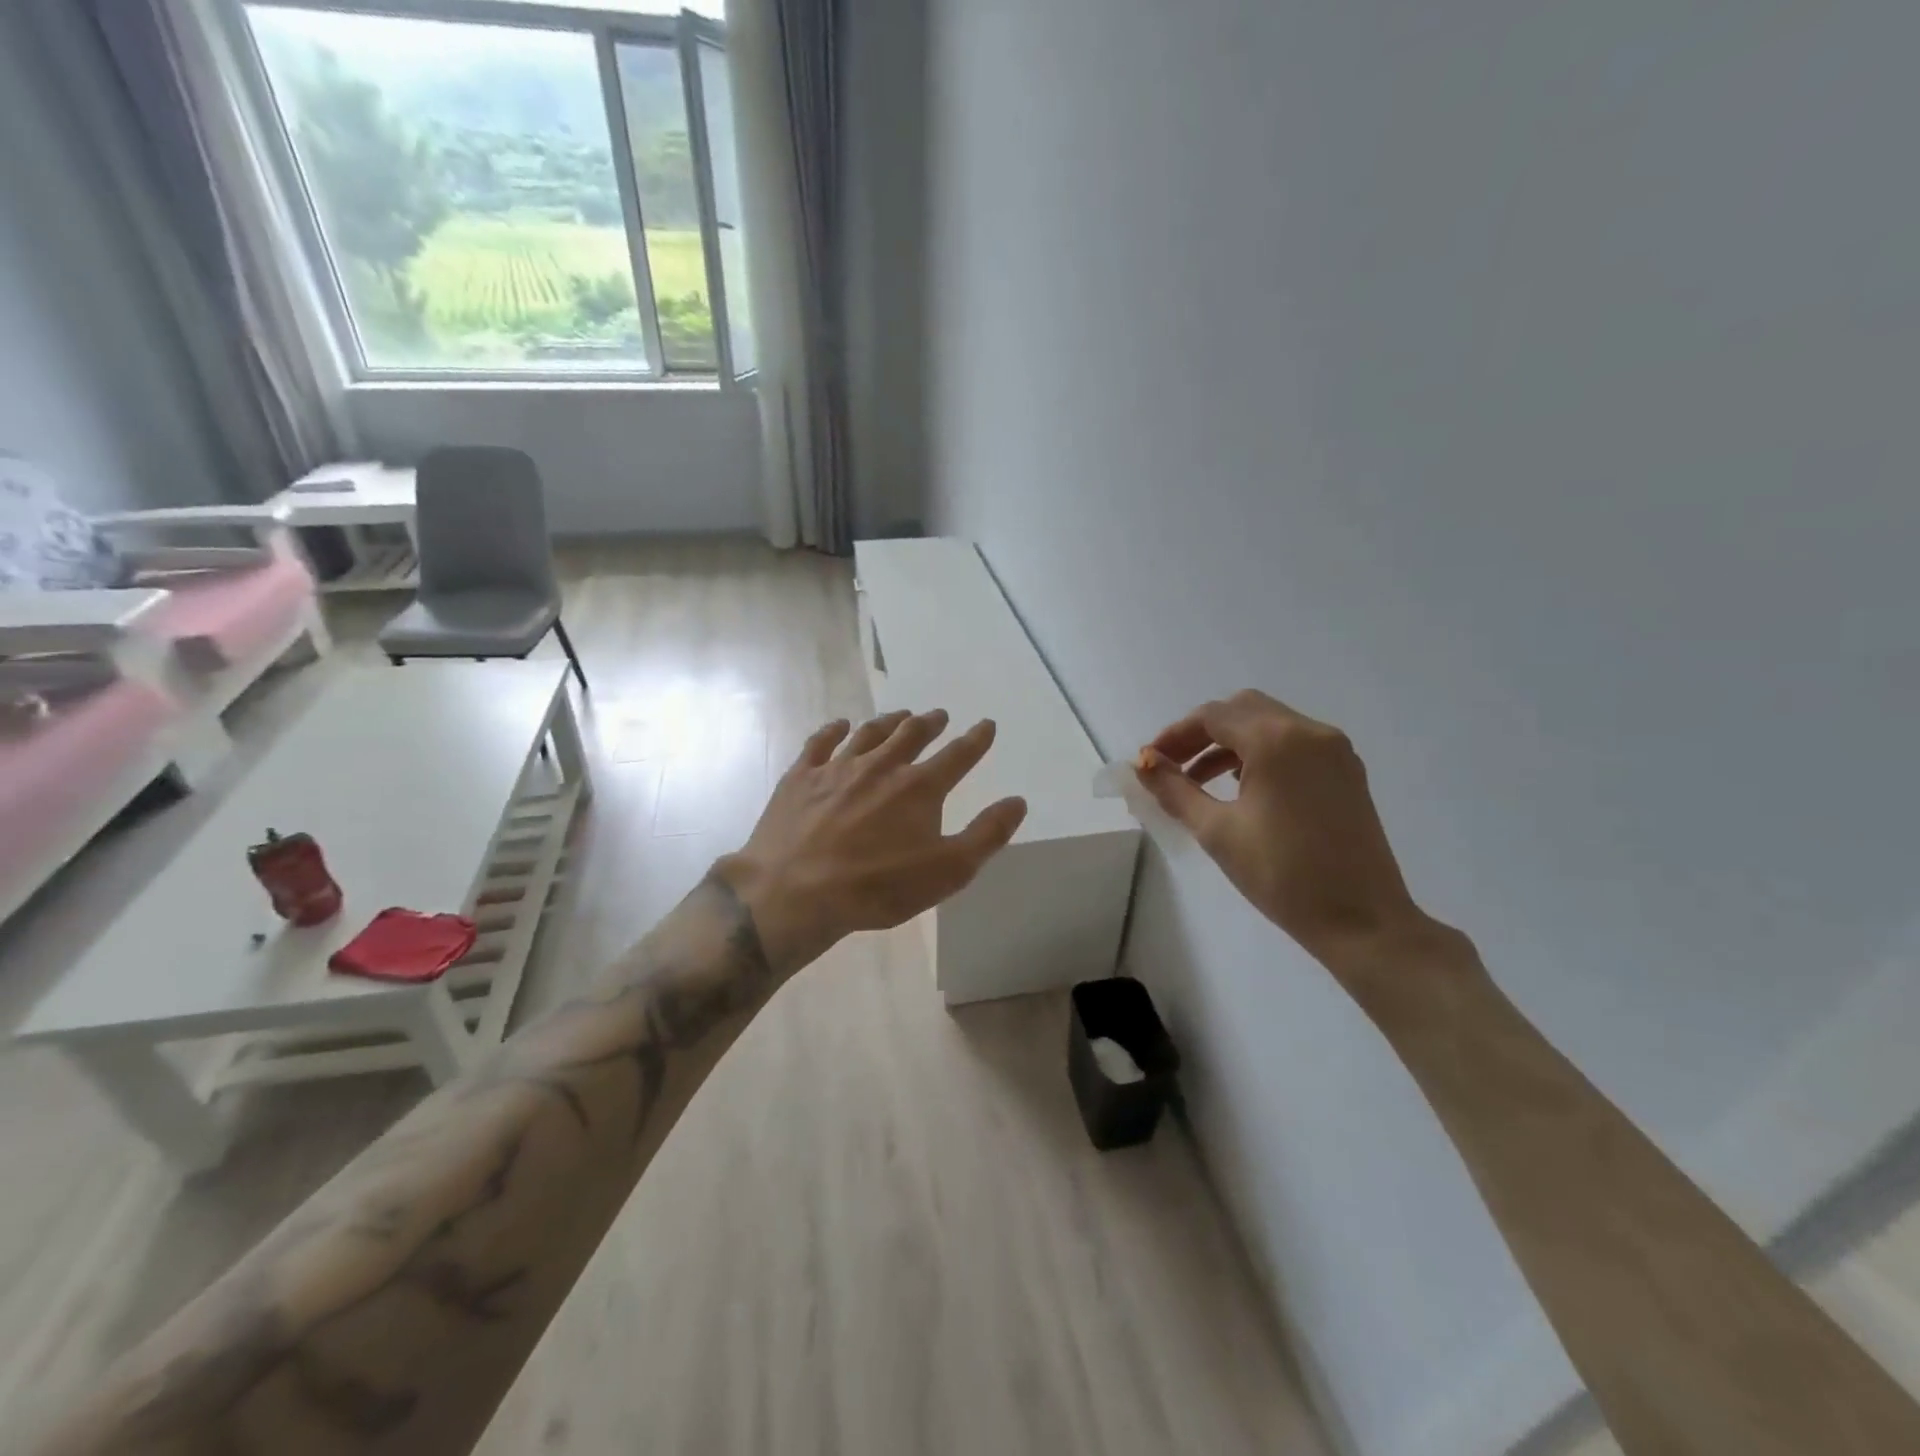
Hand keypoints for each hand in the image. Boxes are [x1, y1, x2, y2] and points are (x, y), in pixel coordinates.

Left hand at [714, 709, 1028, 973]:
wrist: (796, 892)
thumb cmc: (878, 886)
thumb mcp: (948, 871)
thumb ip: (987, 835)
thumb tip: (1017, 801)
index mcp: (920, 787)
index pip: (958, 755)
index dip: (976, 739)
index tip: (986, 725)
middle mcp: (882, 766)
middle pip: (911, 734)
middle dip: (930, 723)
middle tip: (939, 715)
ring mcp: (838, 767)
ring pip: (869, 733)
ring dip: (889, 722)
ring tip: (900, 715)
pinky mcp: (801, 777)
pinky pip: (820, 743)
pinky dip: (834, 730)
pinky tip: (841, 725)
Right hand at [1137, 690, 1444, 973]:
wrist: (1361, 921)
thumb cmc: (1281, 875)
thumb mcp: (1217, 831)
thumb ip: (1175, 790)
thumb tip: (1143, 766)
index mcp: (1276, 740)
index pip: (1213, 716)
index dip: (1174, 735)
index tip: (1150, 762)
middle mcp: (1309, 731)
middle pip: (1242, 710)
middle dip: (1201, 733)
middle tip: (1173, 766)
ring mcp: (1334, 750)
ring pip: (1269, 724)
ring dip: (1230, 743)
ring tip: (1199, 783)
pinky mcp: (1347, 771)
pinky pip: (1293, 743)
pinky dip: (1260, 753)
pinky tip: (1242, 789)